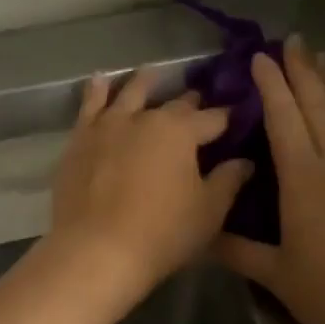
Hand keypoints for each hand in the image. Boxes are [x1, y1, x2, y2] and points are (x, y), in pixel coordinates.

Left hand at [46, 68, 251, 308]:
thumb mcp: (208, 212)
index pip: (213, 118)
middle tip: (198, 100)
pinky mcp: (79, 140)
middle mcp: (145, 118)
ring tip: (152, 73)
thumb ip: (228, 181)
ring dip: (144, 82)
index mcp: (181, 131)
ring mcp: (108, 125)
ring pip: (129, 94)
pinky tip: (100, 80)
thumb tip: (244, 161)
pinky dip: (97, 90)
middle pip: (174, 104)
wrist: (95, 250)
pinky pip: (89, 106)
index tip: (238, 116)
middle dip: (190, 103)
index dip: (228, 118)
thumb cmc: (161, 234)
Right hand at [215, 38, 324, 323]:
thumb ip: (237, 250)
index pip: (284, 117)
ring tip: (323, 60)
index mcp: (305, 177)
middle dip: (304, 69)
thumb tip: (203, 236)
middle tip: (293, 41)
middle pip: (321, 102)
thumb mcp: (274, 273)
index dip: (271, 84)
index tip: (260, 57)